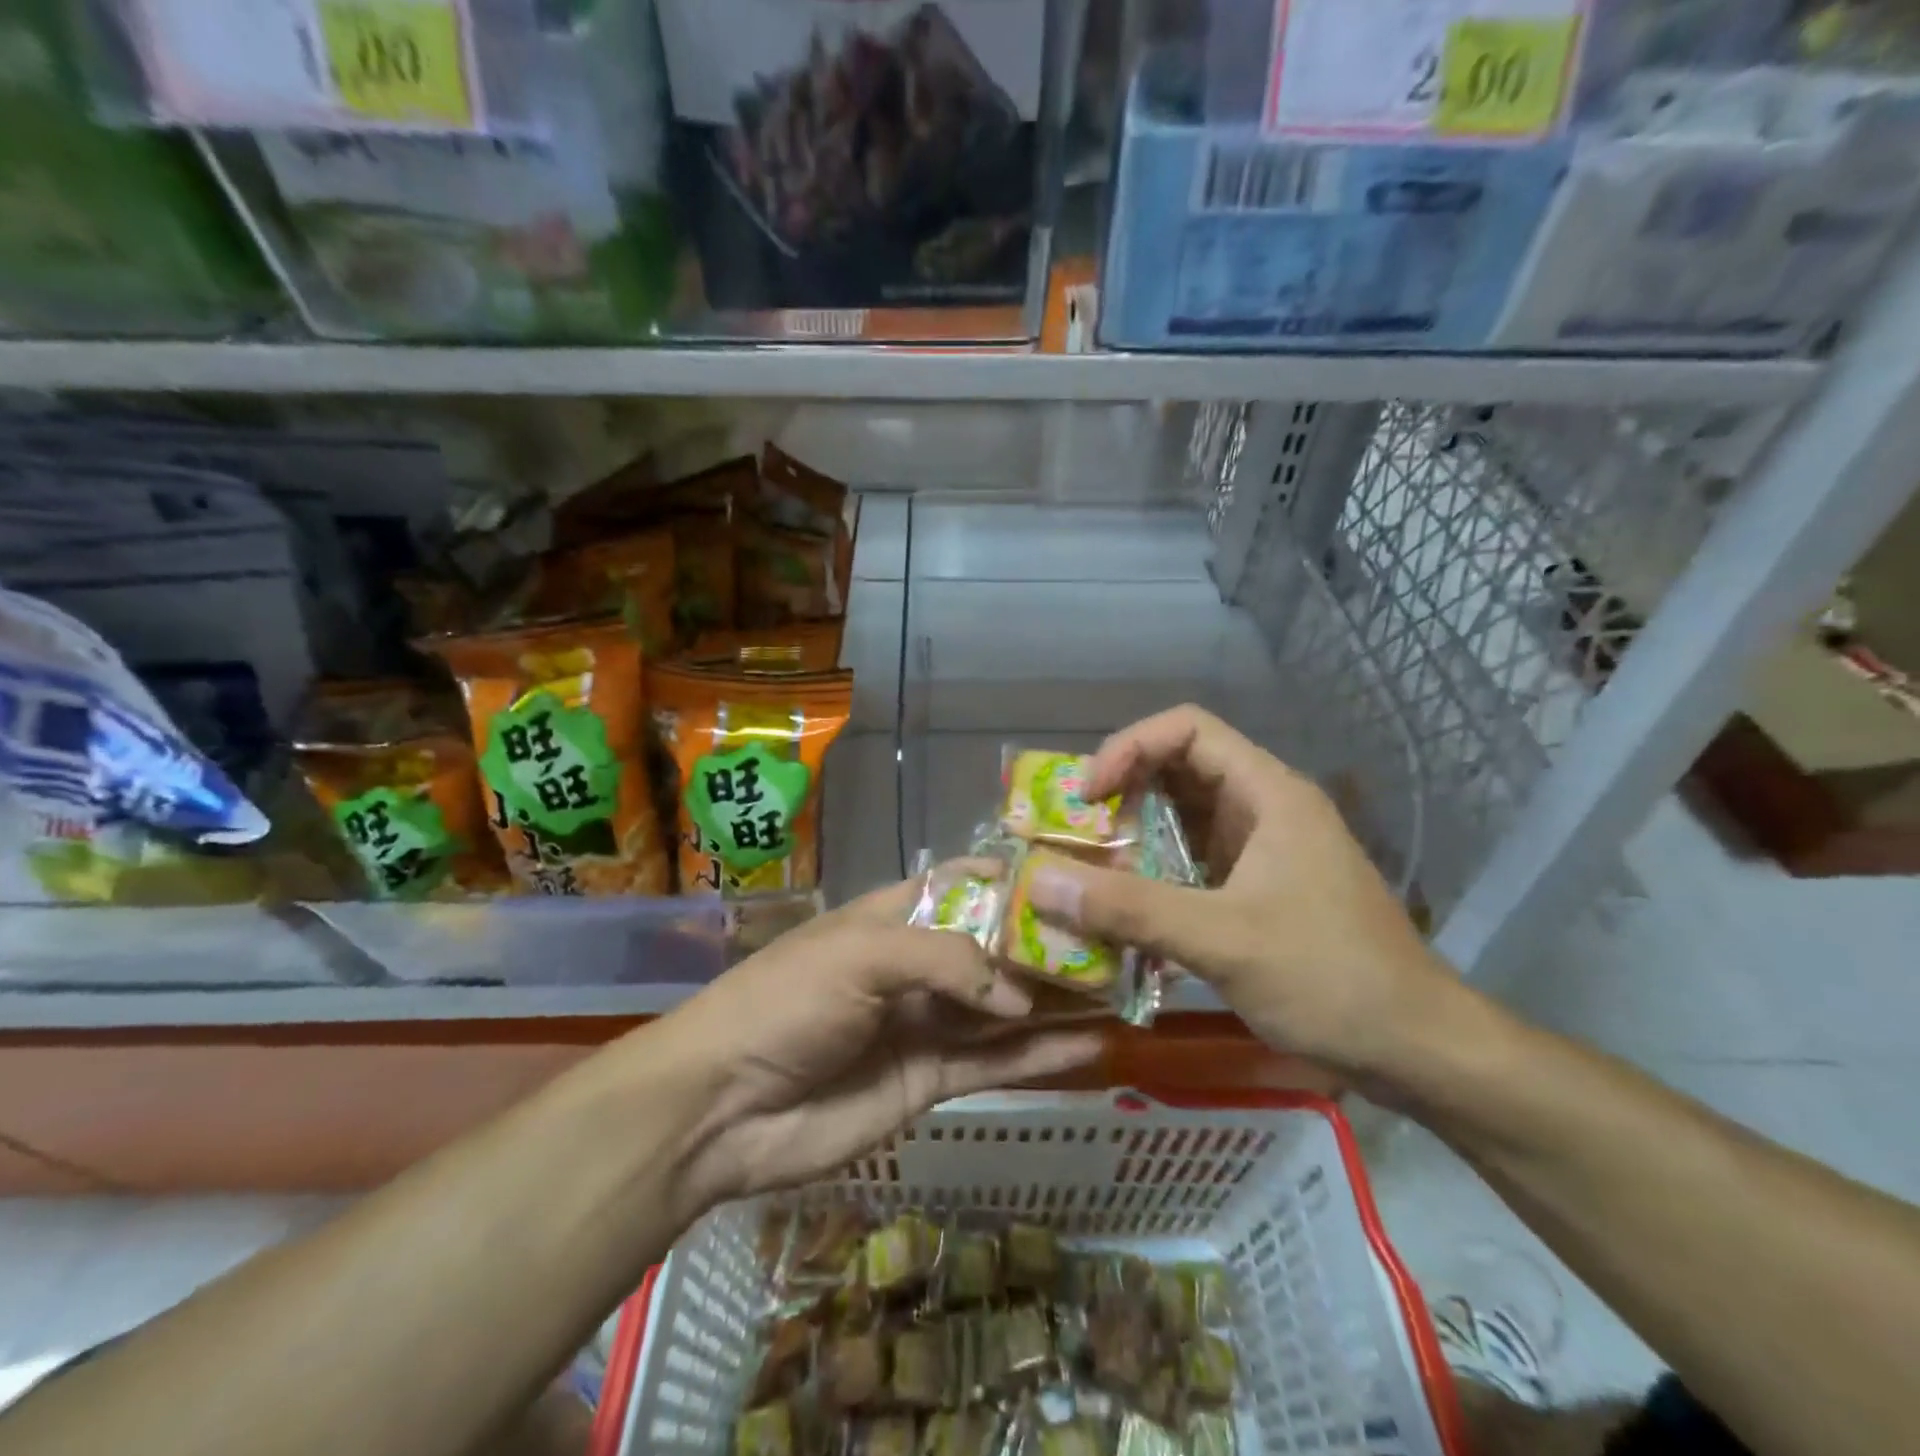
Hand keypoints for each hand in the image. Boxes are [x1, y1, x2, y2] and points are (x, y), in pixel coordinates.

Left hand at [658, 876, 1101, 1215]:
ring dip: (1057, 1002)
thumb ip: (946, 961)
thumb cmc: (787, 1002)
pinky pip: (995, 1063)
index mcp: (892, 918)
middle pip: (993, 949)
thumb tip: (1018, 994)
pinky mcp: (930, 1081)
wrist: (722, 1107)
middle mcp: (916, 966)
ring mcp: (925, 1024)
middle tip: (1118, 941)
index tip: (1073, 875)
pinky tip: (1093, 1046)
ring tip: (1121, 991)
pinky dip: (1042, 1056)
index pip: (962, 885)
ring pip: (1004, 1009)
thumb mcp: (861, 955)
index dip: (1011, 879)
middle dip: (1048, 945)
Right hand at [1023, 705, 1460, 1079]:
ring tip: (1083, 869)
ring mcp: (1261, 852)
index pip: (1187, 729)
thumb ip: (1129, 909)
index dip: (1128, 747)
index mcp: (1267, 793)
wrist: (1417, 1051)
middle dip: (1120, 793)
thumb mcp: (1223, 940)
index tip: (1087, 795)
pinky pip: (1190, 863)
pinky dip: (1150, 875)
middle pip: (1178, 770)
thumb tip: (1037, 880)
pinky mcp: (1256, 891)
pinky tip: (1121, 908)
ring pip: (1181, 820)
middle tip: (1072, 833)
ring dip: (1131, 837)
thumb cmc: (1330, 978)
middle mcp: (1262, 809)